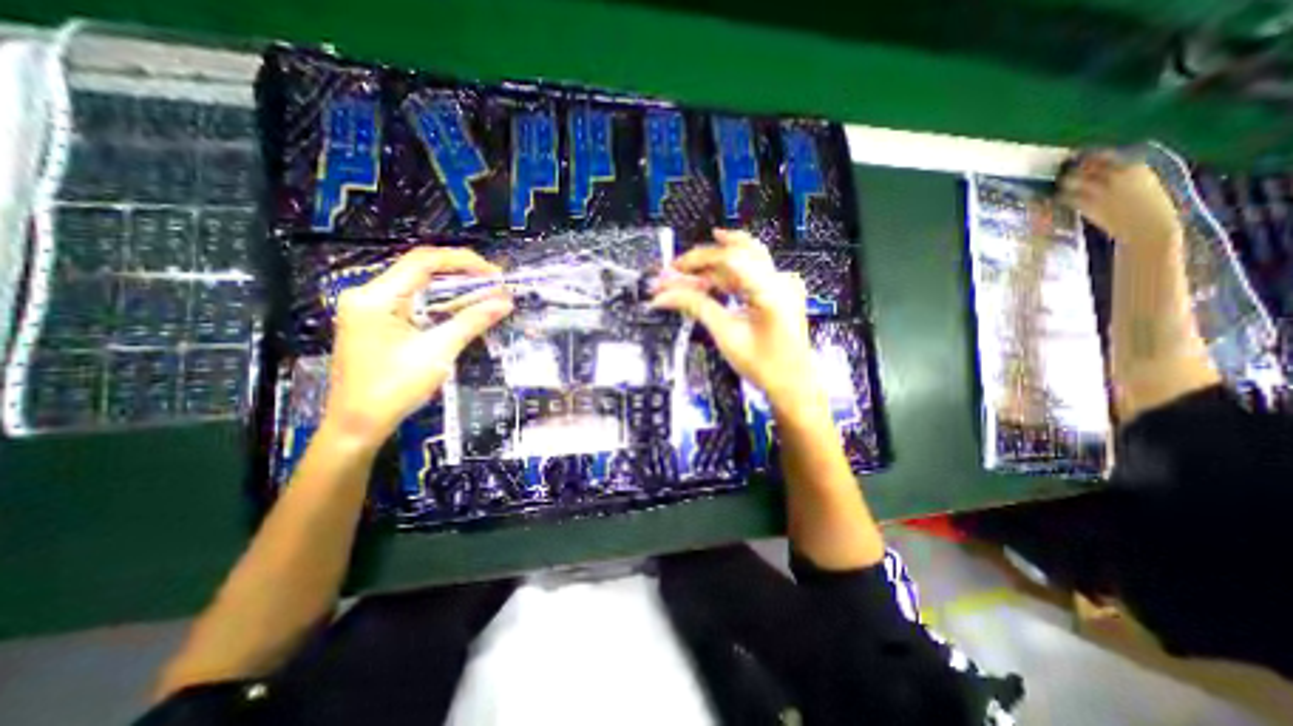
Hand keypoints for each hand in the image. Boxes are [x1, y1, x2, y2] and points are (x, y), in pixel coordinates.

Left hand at [323, 250, 515, 448]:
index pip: (423, 261)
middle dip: (461, 274)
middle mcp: (368, 295)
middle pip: (420, 270)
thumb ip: (471, 322)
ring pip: (418, 287)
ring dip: (453, 289)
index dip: (463, 261)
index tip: (495, 273)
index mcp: (376, 297)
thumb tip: (505, 302)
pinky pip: (413, 303)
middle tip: (495, 284)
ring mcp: (370, 309)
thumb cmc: (393, 388)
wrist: (358, 426)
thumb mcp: (438, 352)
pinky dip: (440, 304)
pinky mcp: (377, 323)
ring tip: (486, 294)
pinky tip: (462, 309)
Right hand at [647, 229, 817, 411]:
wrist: (793, 383)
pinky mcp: (778, 290)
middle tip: (675, 270)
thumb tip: (666, 295)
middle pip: (735, 251)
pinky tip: (709, 280)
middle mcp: (780, 280)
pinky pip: (749, 271)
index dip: (697, 260)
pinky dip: (725, 275)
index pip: (729, 258)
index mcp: (771, 291)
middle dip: (702, 259)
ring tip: (686, 277)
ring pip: (742, 258)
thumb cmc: (765, 365)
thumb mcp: (726, 336)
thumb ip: (697, 308)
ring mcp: (782, 283)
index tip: (672, 270)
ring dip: (711, 266)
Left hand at [1061, 151, 1179, 245]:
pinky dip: (1059, 197)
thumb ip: (1124, 173)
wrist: (1149, 227)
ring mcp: (1101, 191)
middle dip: (1070, 169)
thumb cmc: (1150, 206)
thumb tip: (1101, 168)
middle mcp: (1117, 175)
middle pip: (1083, 166)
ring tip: (1059, 185)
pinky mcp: (1088, 206)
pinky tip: (1057, 198)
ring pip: (1071, 180)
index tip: (1075, 157)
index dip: (1086, 156)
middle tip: (1061, 172)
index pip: (1103, 154)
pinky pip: (1066, 198)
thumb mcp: (1144, 182)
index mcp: (1135, 167)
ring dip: (1063, 182)